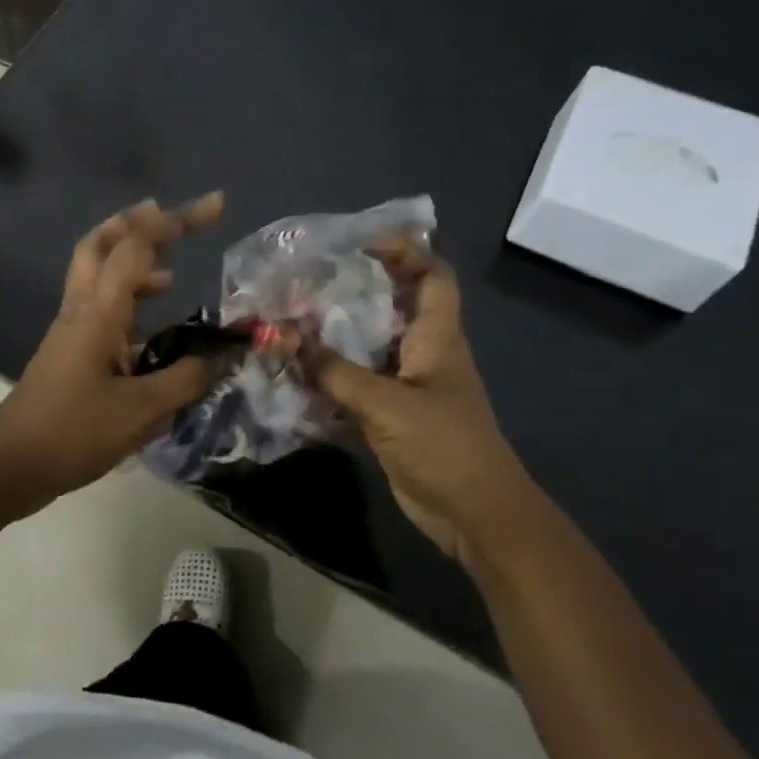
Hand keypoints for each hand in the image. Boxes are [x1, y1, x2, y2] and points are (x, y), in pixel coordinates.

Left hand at [0, 192, 227, 513]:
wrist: (9, 466)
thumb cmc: (72, 433)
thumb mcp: (140, 411)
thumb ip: (186, 380)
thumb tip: (224, 356)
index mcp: (98, 312)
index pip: (136, 247)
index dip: (176, 221)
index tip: (216, 206)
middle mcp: (81, 309)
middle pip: (100, 244)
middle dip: (137, 222)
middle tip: (169, 216)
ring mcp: (71, 329)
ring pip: (97, 274)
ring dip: (131, 261)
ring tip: (171, 273)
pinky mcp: (69, 352)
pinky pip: (101, 308)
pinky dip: (128, 302)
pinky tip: (154, 332)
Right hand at [307, 240, 532, 567]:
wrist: (474, 515)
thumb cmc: (444, 446)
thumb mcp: (386, 404)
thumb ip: (334, 372)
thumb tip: (284, 339)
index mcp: (437, 337)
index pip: (432, 276)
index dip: (406, 251)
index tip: (360, 243)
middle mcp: (422, 353)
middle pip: (391, 308)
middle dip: (351, 292)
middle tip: (306, 282)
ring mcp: (406, 386)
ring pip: (367, 348)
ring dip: (333, 338)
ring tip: (289, 322)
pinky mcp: (390, 417)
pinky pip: (354, 387)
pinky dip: (328, 380)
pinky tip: (293, 376)